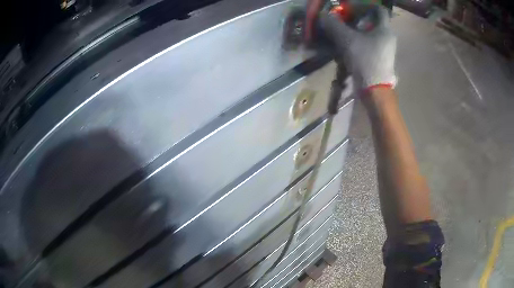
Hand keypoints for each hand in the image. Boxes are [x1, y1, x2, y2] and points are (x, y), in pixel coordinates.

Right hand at [319, 4, 396, 89]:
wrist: (375, 91)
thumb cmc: (365, 61)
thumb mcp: (347, 39)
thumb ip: (335, 24)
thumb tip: (324, 15)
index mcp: (385, 29)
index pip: (378, 9)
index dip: (364, 6)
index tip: (350, 8)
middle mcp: (388, 38)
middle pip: (372, 21)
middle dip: (356, 19)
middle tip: (343, 20)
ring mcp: (385, 50)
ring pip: (369, 34)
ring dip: (355, 31)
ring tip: (341, 34)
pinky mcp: (380, 59)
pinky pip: (369, 45)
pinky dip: (358, 42)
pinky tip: (347, 46)